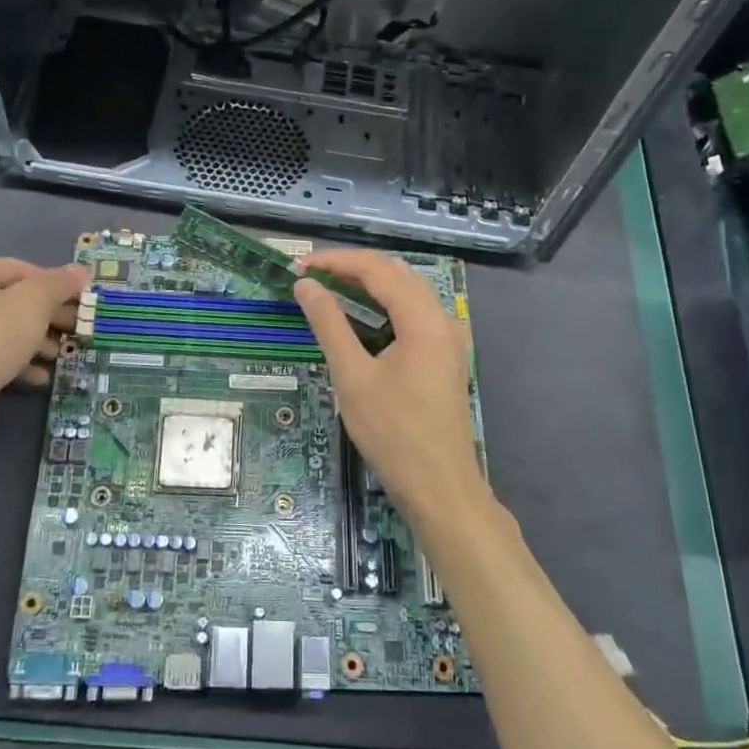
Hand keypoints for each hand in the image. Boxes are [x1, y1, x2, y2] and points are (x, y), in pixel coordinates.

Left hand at [0, 253, 86, 423]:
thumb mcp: (32, 306)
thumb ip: (58, 284)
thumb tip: (81, 270)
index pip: (23, 269)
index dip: (57, 287)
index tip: (83, 305)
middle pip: (10, 298)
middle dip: (47, 316)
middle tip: (76, 330)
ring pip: (0, 326)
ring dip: (34, 340)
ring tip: (59, 356)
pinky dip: (12, 359)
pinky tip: (37, 377)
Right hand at [294, 250, 493, 535]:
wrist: (439, 486)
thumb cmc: (393, 434)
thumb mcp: (353, 377)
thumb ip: (329, 324)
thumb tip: (307, 285)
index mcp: (424, 319)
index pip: (378, 269)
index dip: (336, 261)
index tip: (299, 266)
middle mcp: (443, 319)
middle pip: (396, 273)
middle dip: (352, 268)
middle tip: (310, 277)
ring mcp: (448, 338)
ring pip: (408, 291)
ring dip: (369, 284)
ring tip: (329, 289)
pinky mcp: (445, 355)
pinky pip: (415, 313)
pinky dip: (385, 305)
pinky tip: (362, 317)